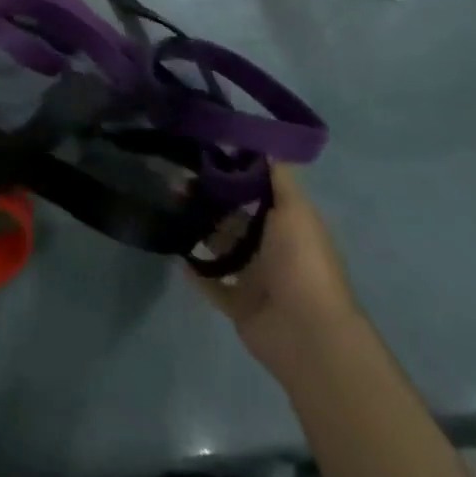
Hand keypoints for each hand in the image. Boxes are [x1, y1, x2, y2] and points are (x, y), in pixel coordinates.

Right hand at [188, 163, 359, 379]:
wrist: (308, 333)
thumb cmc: (302, 263)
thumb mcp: (296, 211)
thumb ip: (279, 178)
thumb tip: (263, 143)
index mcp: (287, 226)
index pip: (256, 193)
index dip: (230, 174)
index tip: (200, 154)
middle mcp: (272, 250)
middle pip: (233, 219)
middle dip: (206, 201)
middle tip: (173, 182)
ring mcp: (255, 280)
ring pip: (220, 249)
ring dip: (197, 231)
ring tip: (167, 210)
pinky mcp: (238, 306)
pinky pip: (211, 285)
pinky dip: (195, 271)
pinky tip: (173, 252)